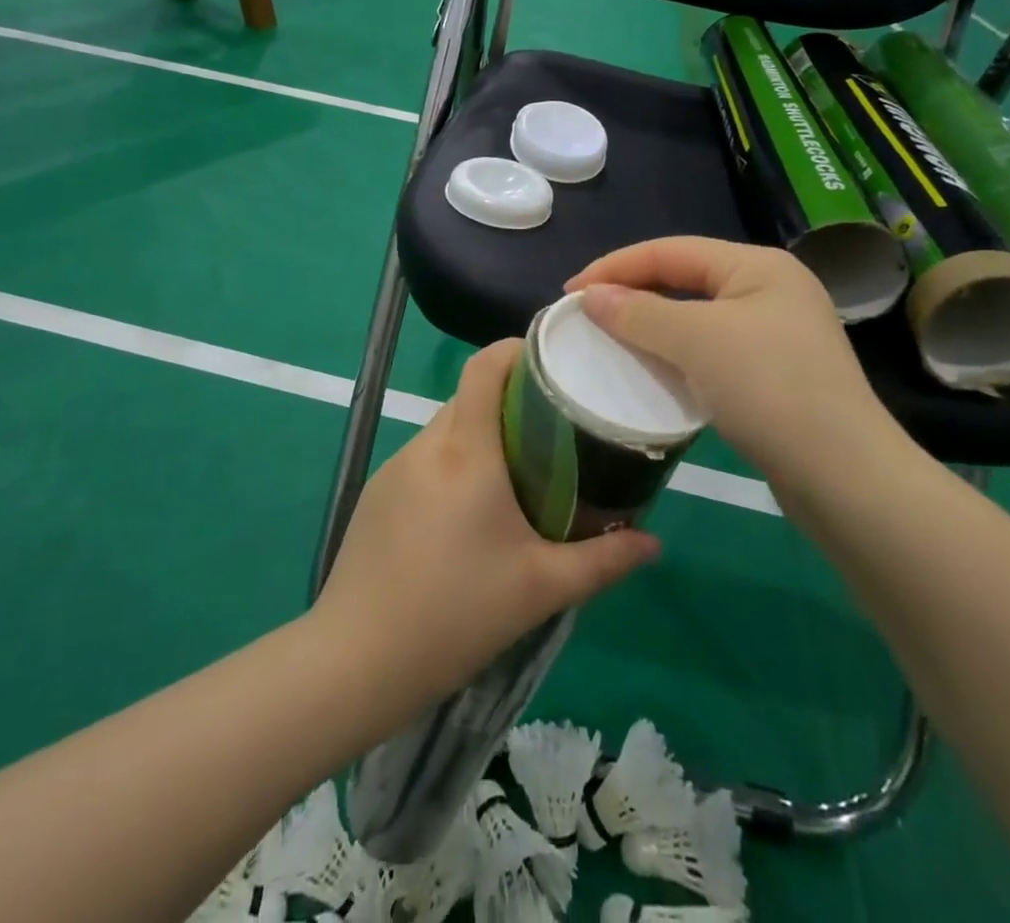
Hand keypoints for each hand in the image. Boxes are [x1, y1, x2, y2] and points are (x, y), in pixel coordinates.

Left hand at [313, 340, 660, 706]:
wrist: (356, 660)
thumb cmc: (456, 614)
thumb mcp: (541, 588)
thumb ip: (603, 561)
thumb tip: (652, 543)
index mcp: (465, 452)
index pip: (484, 367)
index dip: (516, 349)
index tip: (553, 360)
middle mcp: (426, 446)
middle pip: (469, 396)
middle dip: (510, 399)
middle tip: (553, 428)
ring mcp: (394, 467)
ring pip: (446, 428)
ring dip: (481, 435)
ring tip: (517, 471)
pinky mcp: (376, 492)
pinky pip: (424, 458)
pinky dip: (453, 463)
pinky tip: (469, 512)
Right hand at [566, 237, 900, 488]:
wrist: (844, 477)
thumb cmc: (769, 388)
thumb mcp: (696, 341)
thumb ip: (638, 312)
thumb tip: (590, 297)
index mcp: (758, 266)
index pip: (670, 251)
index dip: (615, 266)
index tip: (569, 292)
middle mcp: (770, 290)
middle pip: (684, 279)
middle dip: (633, 292)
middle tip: (586, 313)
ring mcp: (776, 334)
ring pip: (696, 317)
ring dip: (651, 325)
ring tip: (611, 338)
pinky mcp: (774, 374)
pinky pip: (710, 350)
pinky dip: (675, 354)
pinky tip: (653, 370)